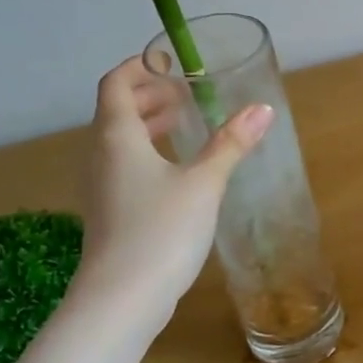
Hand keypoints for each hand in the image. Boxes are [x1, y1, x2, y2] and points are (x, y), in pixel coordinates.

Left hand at [74, 56, 271, 330]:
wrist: (120, 300)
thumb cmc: (160, 231)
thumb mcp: (203, 183)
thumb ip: (231, 144)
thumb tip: (262, 108)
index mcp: (117, 138)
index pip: (115, 84)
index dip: (139, 67)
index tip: (169, 61)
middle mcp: (101, 157)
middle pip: (116, 111)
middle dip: (149, 96)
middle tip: (185, 93)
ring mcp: (101, 188)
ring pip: (119, 141)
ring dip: (148, 125)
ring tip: (184, 124)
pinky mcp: (108, 213)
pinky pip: (123, 166)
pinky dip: (147, 153)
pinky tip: (176, 171)